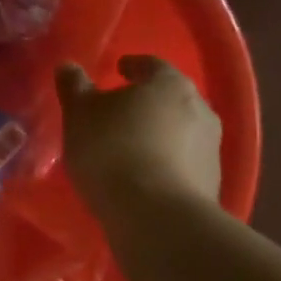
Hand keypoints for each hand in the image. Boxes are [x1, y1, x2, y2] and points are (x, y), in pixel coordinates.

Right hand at [56, 55, 221, 211]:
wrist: (156, 215)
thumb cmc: (112, 150)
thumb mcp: (79, 114)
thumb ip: (74, 86)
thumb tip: (68, 65)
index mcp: (169, 84)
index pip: (151, 65)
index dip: (132, 66)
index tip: (117, 70)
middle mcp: (199, 108)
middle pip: (169, 97)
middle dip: (146, 101)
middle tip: (119, 108)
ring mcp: (211, 147)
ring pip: (179, 129)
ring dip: (157, 132)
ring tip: (128, 145)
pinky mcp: (212, 181)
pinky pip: (183, 160)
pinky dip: (164, 159)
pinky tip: (143, 173)